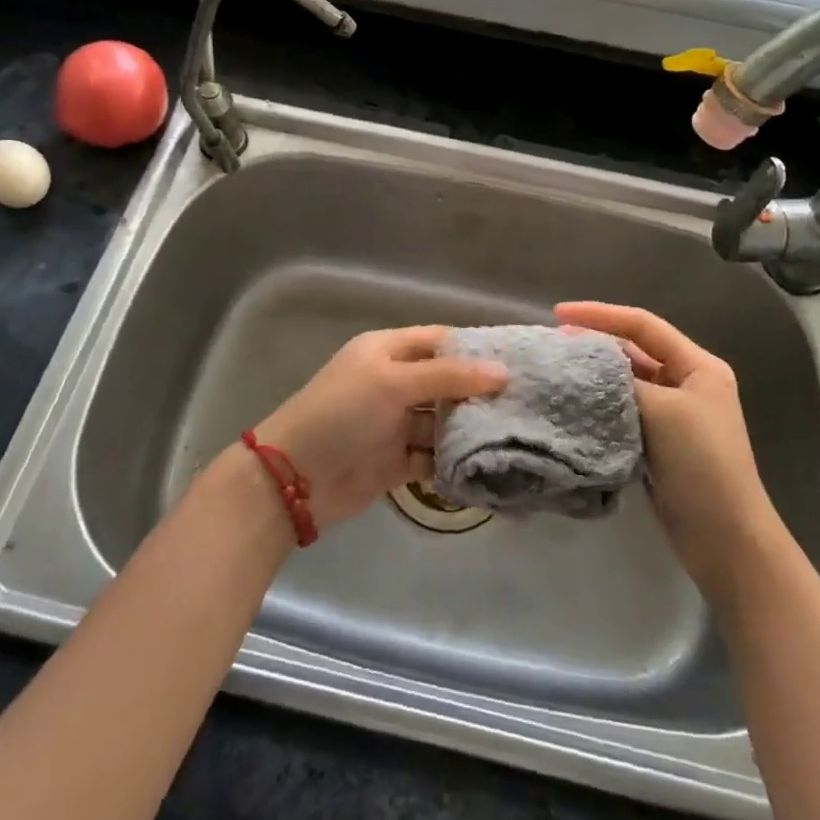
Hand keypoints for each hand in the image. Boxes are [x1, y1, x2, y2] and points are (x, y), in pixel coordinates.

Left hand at [248, 327, 507, 530]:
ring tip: (515, 435)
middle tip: (525, 402)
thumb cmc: (342, 413)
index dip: (474, 349)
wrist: (293, 478)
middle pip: (444, 382)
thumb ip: (448, 376)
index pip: (439, 341)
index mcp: (387, 351)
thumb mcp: (393, 382)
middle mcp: (393, 383)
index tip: (517, 360)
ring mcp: (394, 423)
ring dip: (468, 429)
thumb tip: (502, 371)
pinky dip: (453, 462)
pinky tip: (486, 467)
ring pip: (441, 422)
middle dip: (478, 392)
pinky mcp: (395, 462)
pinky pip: (432, 458)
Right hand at [555, 302, 775, 600]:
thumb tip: (581, 365)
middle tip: (553, 344)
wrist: (725, 538)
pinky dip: (598, 406)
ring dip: (594, 376)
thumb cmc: (701, 462)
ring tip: (555, 371)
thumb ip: (621, 379)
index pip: (643, 325)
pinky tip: (571, 406)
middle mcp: (687, 384)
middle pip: (633, 351)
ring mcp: (673, 416)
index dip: (601, 314)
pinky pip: (622, 412)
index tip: (558, 313)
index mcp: (698, 366)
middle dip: (594, 344)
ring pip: (625, 382)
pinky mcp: (657, 444)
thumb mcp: (662, 409)